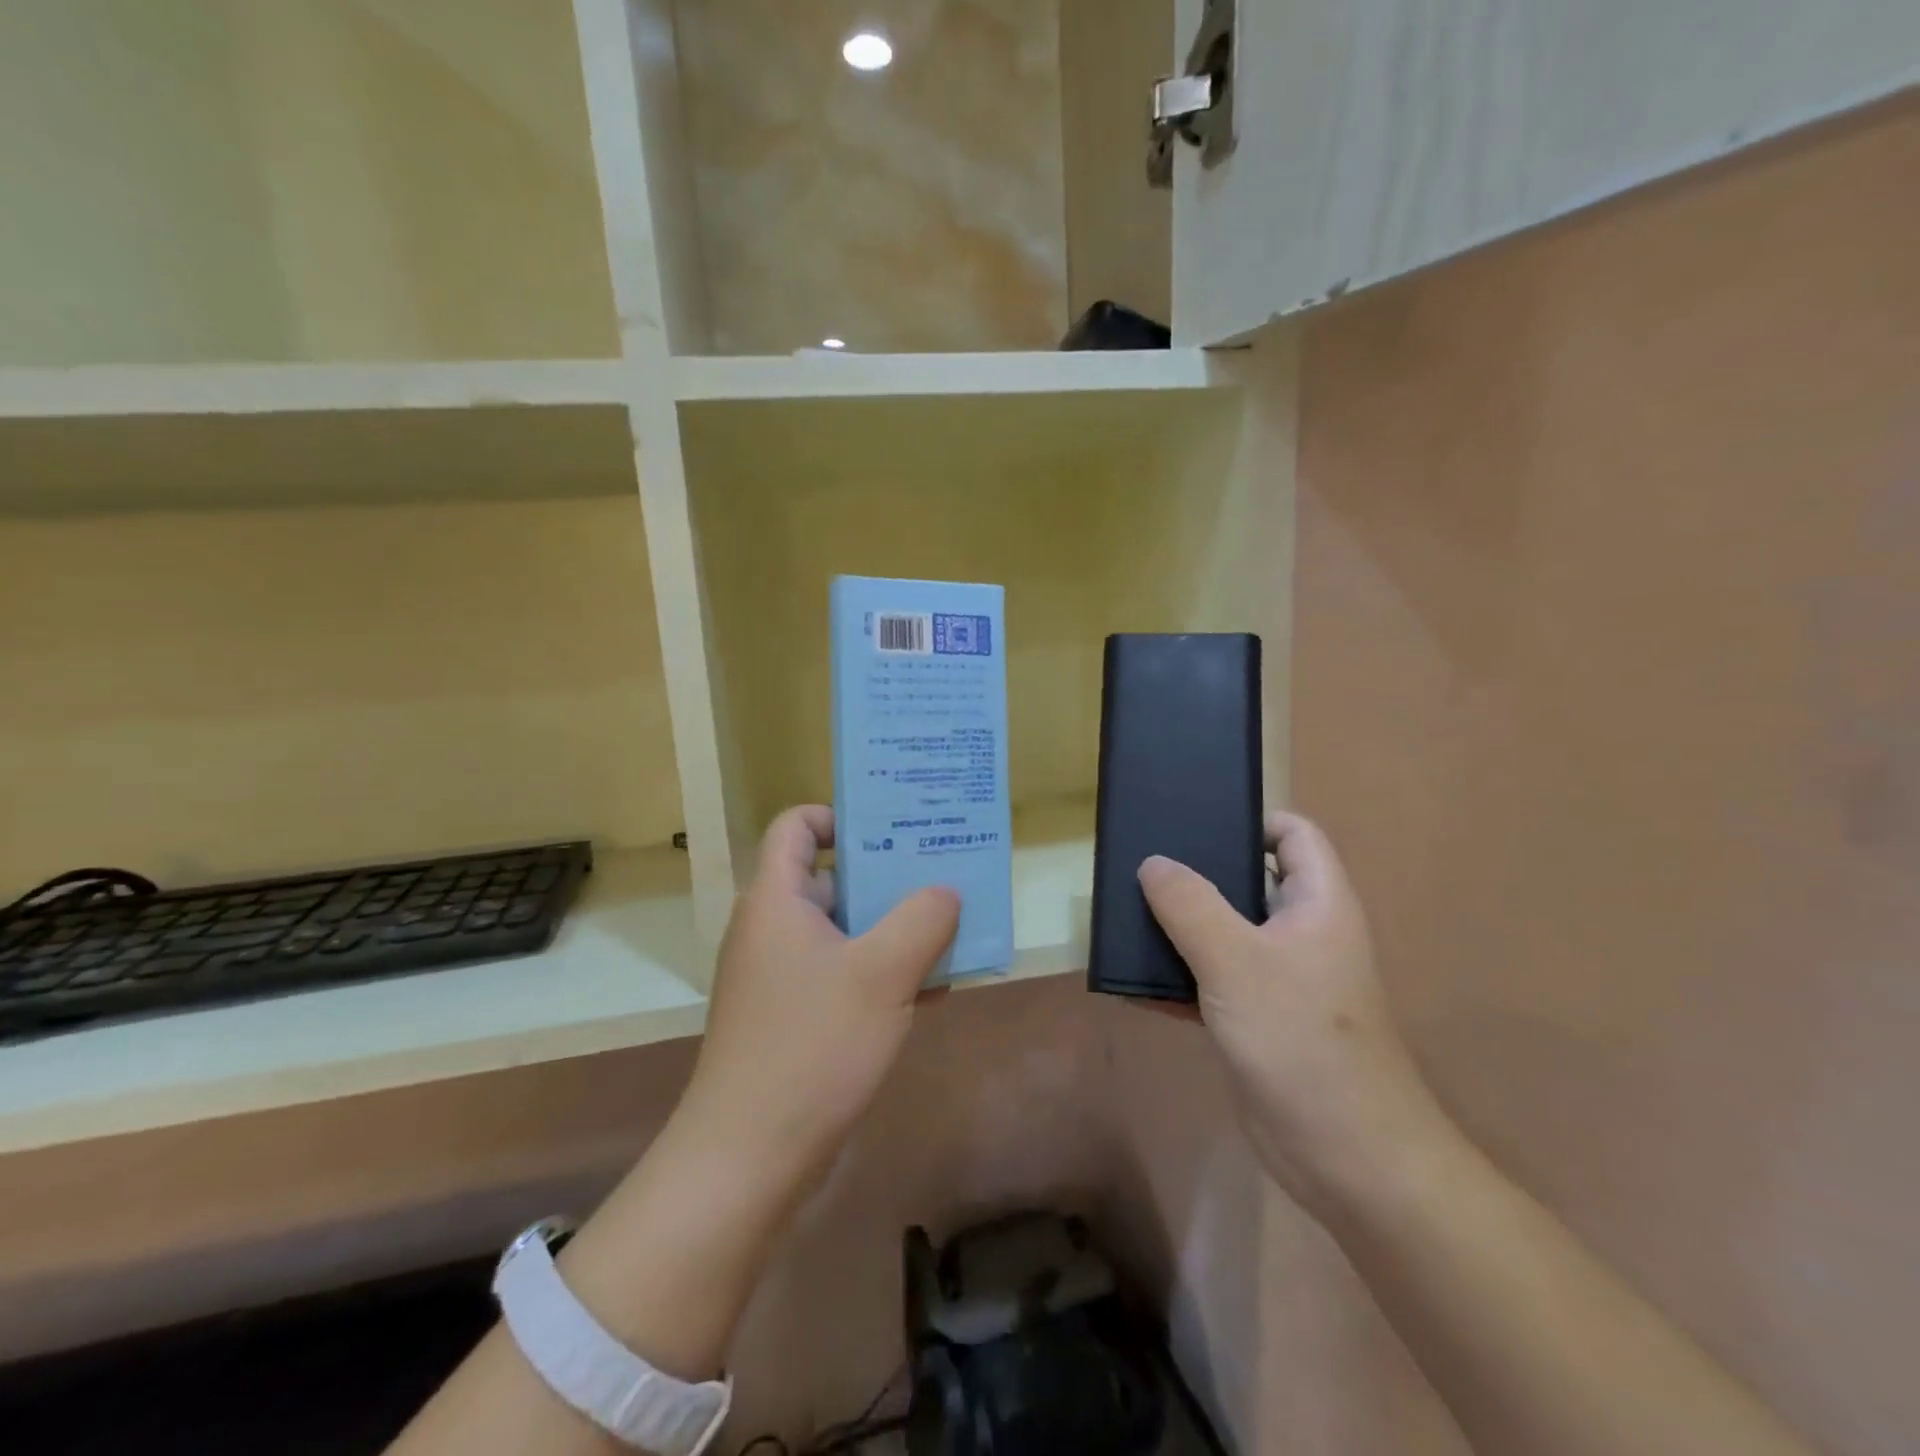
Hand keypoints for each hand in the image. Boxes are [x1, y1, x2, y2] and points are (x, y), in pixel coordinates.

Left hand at [680, 805, 959, 1178]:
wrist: (749, 1158)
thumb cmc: (812, 1046)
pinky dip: (882, 972)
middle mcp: (773, 929)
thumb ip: (922, 920)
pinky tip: (935, 987)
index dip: (840, 816)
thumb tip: (946, 891)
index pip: (797, 826)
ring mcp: (782, 976)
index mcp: (777, 900)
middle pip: (831, 878)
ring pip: (845, 931)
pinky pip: (843, 974)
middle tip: (943, 873)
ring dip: (894, 928)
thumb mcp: (882, 973)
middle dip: (888, 874)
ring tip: (952, 926)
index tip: (892, 828)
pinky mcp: (794, 1017)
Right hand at [1137, 812, 1446, 1216]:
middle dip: (1197, 873)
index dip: (1251, 820)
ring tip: (1125, 912)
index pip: (1293, 835)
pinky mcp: (1257, 1020)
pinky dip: (1177, 978)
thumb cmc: (1301, 1039)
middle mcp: (1301, 933)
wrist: (1345, 1155)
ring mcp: (1279, 979)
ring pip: (1224, 933)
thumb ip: (1190, 905)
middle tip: (1140, 863)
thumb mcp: (1236, 961)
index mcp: (1317, 904)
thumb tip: (1153, 863)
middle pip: (1249, 881)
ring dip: (1180, 927)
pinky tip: (1131, 980)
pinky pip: (1211, 981)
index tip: (1194, 821)